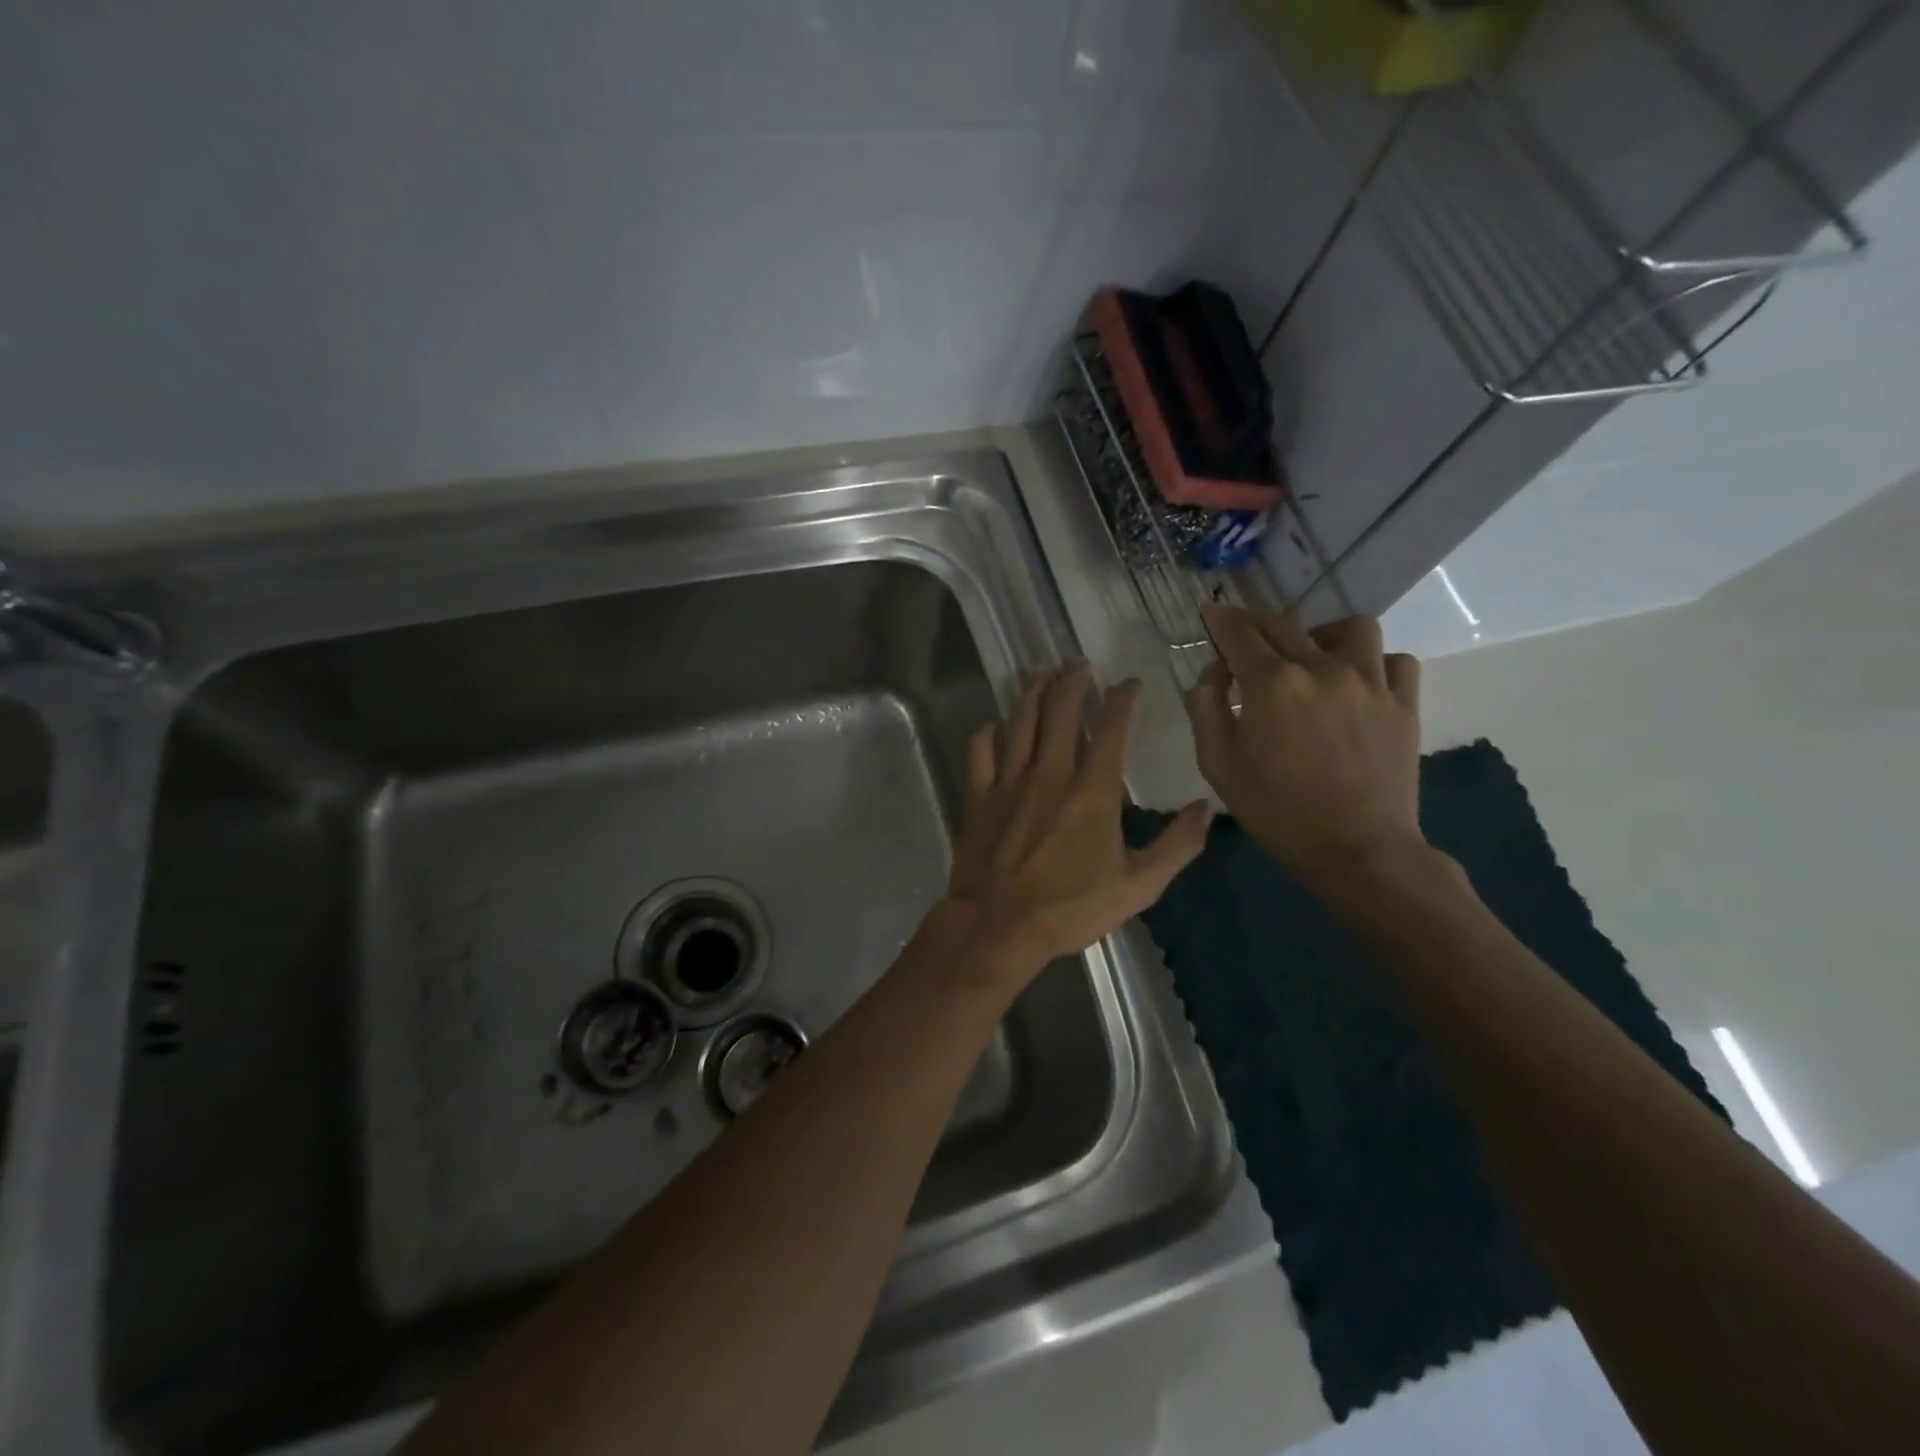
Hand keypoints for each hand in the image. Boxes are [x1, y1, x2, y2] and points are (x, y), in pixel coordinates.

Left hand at [943, 663, 1211, 979]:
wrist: (998, 926)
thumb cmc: (1070, 908)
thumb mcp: (1138, 887)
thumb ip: (1177, 846)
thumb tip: (1207, 808)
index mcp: (1092, 791)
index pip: (1111, 728)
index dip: (1123, 699)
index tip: (1130, 683)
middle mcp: (1050, 773)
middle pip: (1060, 711)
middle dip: (1072, 681)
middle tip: (1079, 662)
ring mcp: (1009, 781)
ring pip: (1020, 721)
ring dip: (1032, 691)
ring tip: (1041, 670)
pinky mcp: (980, 795)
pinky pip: (982, 749)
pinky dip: (990, 730)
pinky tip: (997, 723)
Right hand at [1185, 604, 1423, 888]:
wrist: (1355, 849)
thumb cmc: (1276, 810)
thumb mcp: (1217, 764)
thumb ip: (1205, 709)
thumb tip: (1213, 672)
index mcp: (1270, 683)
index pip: (1239, 633)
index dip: (1220, 618)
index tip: (1210, 609)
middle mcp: (1320, 668)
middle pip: (1285, 624)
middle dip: (1257, 623)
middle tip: (1245, 635)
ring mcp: (1369, 682)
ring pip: (1350, 628)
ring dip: (1323, 633)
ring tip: (1312, 655)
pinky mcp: (1403, 703)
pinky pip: (1395, 661)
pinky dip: (1374, 662)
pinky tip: (1357, 681)